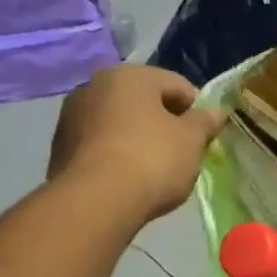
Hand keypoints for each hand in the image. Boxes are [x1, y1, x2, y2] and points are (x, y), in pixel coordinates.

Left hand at [48, 64, 225, 223]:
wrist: (97, 200)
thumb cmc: (152, 159)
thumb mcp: (191, 140)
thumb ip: (205, 121)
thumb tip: (217, 111)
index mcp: (131, 75)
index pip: (177, 85)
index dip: (198, 110)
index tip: (206, 137)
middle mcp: (96, 84)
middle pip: (145, 101)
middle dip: (166, 123)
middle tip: (183, 153)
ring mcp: (72, 114)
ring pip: (120, 121)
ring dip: (139, 137)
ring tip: (155, 169)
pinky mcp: (59, 145)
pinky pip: (101, 142)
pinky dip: (117, 153)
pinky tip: (129, 178)